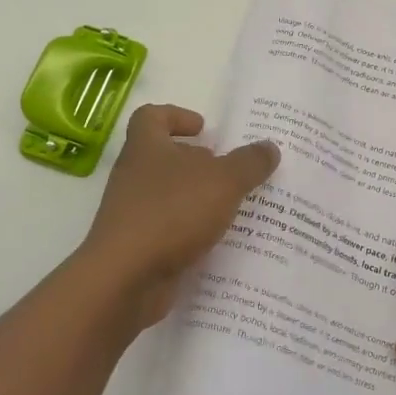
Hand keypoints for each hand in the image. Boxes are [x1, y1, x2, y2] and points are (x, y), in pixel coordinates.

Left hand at [81, 104, 278, 330]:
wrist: (126, 279)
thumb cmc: (172, 213)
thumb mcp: (223, 181)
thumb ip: (249, 163)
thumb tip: (269, 147)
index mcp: (146, 148)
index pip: (152, 117)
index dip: (177, 116)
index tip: (203, 128)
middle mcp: (134, 176)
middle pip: (164, 157)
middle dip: (197, 161)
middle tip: (230, 170)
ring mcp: (132, 213)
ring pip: (168, 195)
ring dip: (197, 198)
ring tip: (233, 207)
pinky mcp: (137, 246)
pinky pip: (169, 229)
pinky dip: (191, 231)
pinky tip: (218, 240)